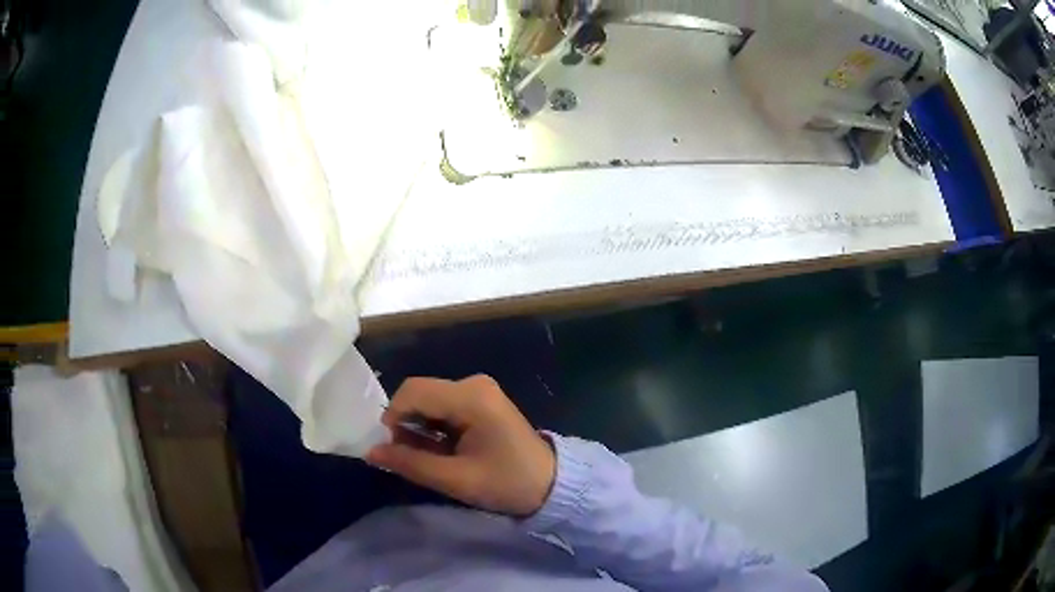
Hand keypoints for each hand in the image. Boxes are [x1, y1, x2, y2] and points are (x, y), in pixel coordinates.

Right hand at [366, 375, 555, 516]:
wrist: (551, 485)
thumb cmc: (507, 483)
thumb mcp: (456, 479)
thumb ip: (411, 463)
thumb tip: (370, 452)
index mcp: (471, 397)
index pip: (412, 391)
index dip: (392, 417)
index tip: (393, 449)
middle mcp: (473, 384)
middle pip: (419, 394)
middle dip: (405, 423)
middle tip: (409, 457)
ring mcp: (478, 391)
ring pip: (429, 401)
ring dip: (419, 427)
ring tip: (427, 458)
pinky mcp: (480, 401)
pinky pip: (443, 407)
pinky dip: (433, 427)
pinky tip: (442, 451)